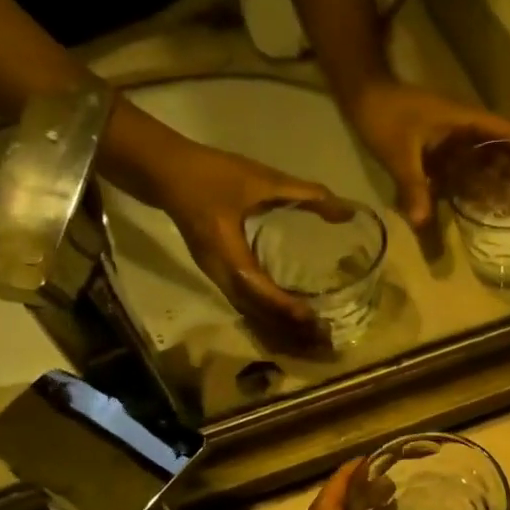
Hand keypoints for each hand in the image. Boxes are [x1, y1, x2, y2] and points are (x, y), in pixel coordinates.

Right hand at [115, 131, 352, 346]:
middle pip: (254, 310)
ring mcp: (215, 275)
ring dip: (277, 326)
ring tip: (310, 336)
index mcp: (226, 250)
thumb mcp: (261, 178)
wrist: (164, 172)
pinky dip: (267, 316)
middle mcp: (219, 271)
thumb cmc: (212, 174)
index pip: (255, 286)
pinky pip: (243, 304)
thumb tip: (346, 211)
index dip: (282, 304)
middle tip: (320, 337)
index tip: (310, 316)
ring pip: (248, 312)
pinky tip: (288, 320)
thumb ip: (305, 193)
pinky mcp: (217, 273)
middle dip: (285, 327)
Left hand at [346, 79, 509, 242]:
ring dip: (508, 188)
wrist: (363, 96)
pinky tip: (492, 211)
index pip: (508, 134)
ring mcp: (456, 143)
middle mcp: (467, 131)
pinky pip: (470, 173)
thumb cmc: (384, 115)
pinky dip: (482, 190)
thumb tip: (421, 222)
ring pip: (490, 167)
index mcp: (465, 122)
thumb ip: (412, 185)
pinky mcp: (443, 153)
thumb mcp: (398, 152)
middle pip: (505, 156)